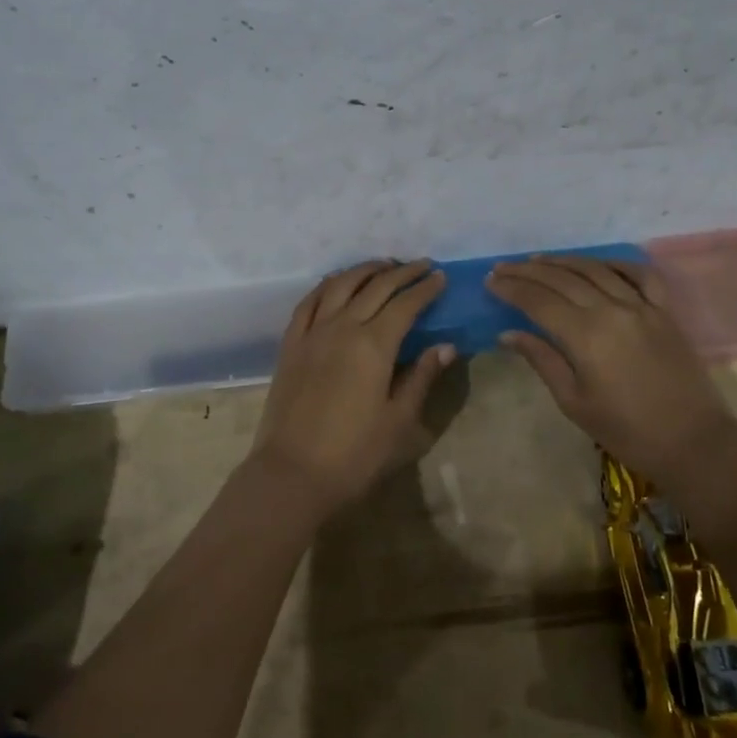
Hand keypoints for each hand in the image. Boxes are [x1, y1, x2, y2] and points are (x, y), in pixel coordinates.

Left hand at [250, 260, 453, 513]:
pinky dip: (327, 285)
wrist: (292, 473)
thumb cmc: (354, 454)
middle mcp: (342, 327)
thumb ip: (421, 378)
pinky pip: (308, 302)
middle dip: (401, 272)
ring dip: (364, 270)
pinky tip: (336, 283)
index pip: (405, 304)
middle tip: (421, 265)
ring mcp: (312, 333)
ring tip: (383, 265)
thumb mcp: (399, 421)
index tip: (440, 277)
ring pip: (340, 285)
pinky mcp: (290, 344)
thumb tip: (446, 346)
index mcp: (374, 345)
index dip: (425, 288)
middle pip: (375, 287)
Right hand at [487, 256, 736, 484]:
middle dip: (529, 271)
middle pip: (562, 279)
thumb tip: (508, 333)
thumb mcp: (573, 402)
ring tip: (539, 259)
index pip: (538, 301)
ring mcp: (642, 306)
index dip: (511, 288)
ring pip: (596, 270)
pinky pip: (640, 275)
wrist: (693, 442)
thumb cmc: (626, 431)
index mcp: (585, 335)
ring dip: (564, 261)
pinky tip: (598, 263)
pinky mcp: (665, 311)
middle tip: (504, 267)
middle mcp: (612, 310)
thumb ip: (542, 360)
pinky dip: (616, 263)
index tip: (490, 281)